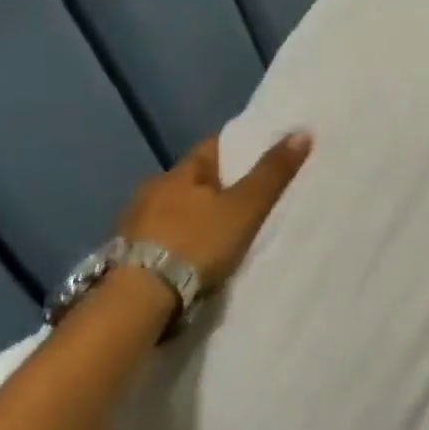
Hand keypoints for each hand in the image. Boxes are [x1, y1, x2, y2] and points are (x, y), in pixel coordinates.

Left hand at [119, 132, 311, 291]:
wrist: (138, 298)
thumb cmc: (196, 243)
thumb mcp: (244, 208)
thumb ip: (272, 174)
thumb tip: (302, 131)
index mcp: (180, 171)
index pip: (213, 146)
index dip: (239, 149)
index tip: (260, 157)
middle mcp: (152, 189)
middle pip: (193, 179)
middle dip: (217, 186)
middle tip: (247, 199)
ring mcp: (135, 222)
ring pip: (175, 209)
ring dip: (194, 216)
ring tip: (221, 231)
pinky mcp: (126, 254)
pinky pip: (161, 237)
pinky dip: (179, 241)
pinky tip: (192, 255)